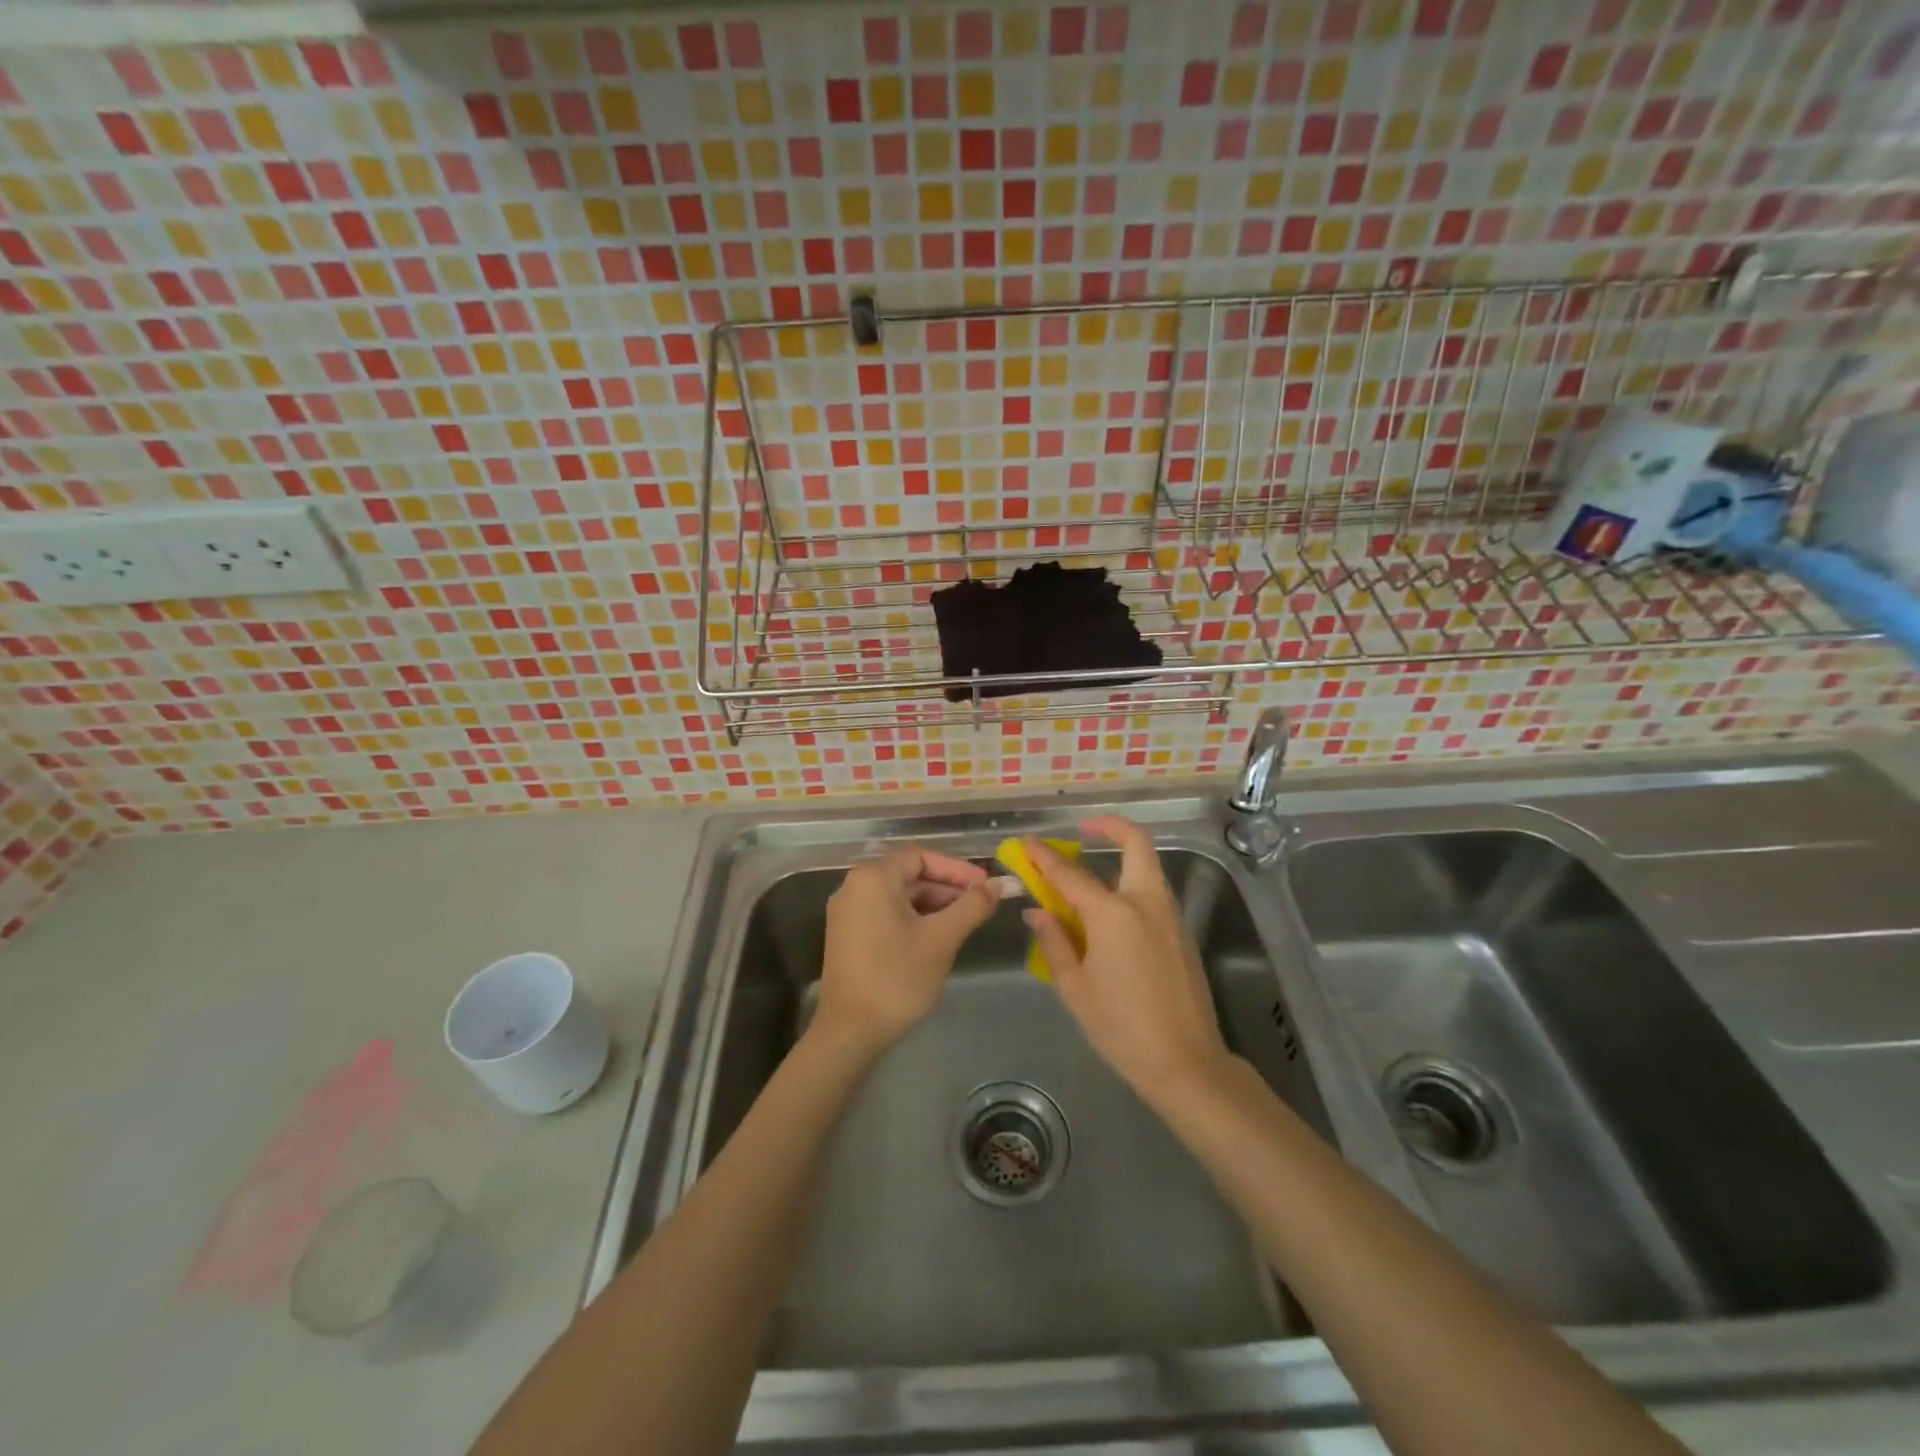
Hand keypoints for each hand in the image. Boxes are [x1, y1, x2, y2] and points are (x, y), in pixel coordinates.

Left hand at [814, 846, 998, 1056]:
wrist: (849, 1031)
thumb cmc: (897, 977)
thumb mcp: (942, 938)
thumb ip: (973, 906)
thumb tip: (1001, 883)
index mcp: (873, 878)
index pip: (921, 856)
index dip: (956, 868)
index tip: (984, 886)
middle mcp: (854, 886)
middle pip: (908, 874)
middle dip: (946, 887)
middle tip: (980, 905)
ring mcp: (847, 912)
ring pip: (898, 895)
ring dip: (932, 903)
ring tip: (964, 923)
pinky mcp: (847, 934)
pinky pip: (885, 912)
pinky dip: (912, 917)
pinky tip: (936, 937)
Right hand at [1026, 818, 1234, 1101]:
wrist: (1186, 1063)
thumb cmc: (1121, 1028)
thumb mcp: (1076, 988)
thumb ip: (1054, 942)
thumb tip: (1038, 912)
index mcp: (1113, 914)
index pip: (1070, 874)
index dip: (1044, 857)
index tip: (1027, 844)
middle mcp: (1145, 903)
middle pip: (1135, 844)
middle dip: (1110, 826)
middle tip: (1083, 830)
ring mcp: (1170, 916)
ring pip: (1148, 867)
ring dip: (1121, 857)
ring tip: (1089, 876)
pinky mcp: (1182, 934)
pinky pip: (1153, 894)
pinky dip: (1131, 886)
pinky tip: (1110, 914)